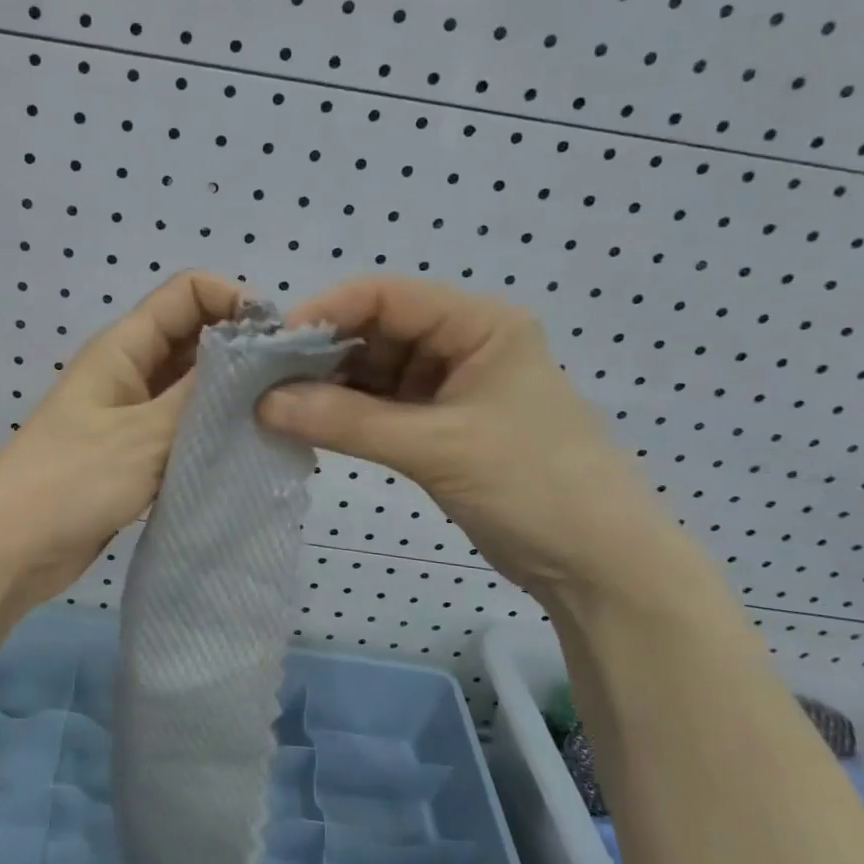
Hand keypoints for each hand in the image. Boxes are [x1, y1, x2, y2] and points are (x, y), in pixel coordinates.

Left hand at [0, 270, 245, 603]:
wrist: (9, 551)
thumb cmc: (71, 481)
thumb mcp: (145, 434)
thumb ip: (204, 395)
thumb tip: (259, 357)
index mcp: (124, 346)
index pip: (189, 292)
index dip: (235, 300)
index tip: (277, 341)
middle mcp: (130, 370)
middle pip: (196, 337)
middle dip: (242, 351)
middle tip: (289, 386)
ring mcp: (132, 413)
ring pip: (193, 387)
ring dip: (231, 397)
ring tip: (277, 420)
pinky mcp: (135, 454)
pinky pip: (183, 429)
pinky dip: (213, 434)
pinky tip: (247, 452)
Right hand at [256, 277, 682, 602]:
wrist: (600, 567)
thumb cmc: (534, 487)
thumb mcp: (437, 447)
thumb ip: (347, 422)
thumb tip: (263, 403)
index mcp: (480, 323)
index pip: (388, 295)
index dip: (326, 312)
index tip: (271, 345)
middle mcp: (464, 342)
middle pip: (376, 330)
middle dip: (321, 353)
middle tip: (264, 381)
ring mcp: (452, 385)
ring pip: (374, 370)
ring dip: (329, 386)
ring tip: (276, 404)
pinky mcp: (441, 425)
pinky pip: (381, 407)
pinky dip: (346, 415)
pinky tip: (308, 424)